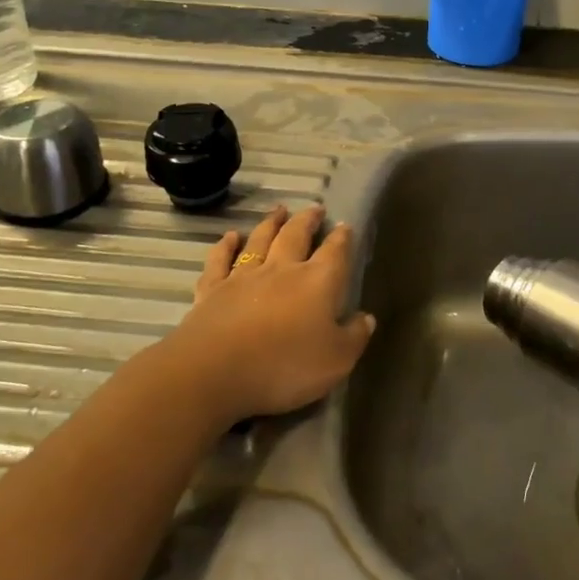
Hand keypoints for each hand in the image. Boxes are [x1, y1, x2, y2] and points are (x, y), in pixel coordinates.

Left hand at [156, 204, 374, 427]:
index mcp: (318, 282)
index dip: (342, 238)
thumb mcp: (337, 361)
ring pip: (260, 240)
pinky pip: (220, 260)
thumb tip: (366, 317)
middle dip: (308, 220)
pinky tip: (230, 237)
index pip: (335, 253)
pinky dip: (225, 246)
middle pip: (296, 235)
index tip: (345, 226)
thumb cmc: (285, 366)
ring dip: (271, 223)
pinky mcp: (212, 289)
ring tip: (279, 210)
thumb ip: (354, 337)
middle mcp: (282, 269)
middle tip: (315, 208)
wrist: (215, 371)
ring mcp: (244, 276)